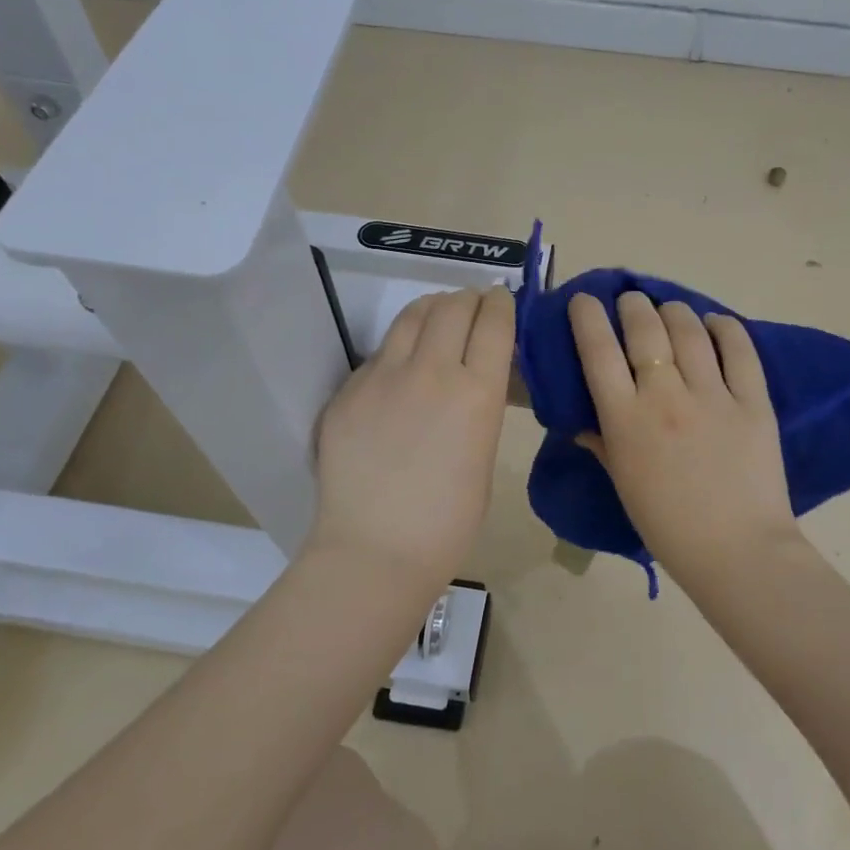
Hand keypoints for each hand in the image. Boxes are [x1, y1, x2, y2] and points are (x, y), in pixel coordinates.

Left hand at [307, 286, 514, 591]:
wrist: (376, 550)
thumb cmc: (448, 521)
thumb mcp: (484, 455)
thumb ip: (479, 407)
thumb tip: (475, 379)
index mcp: (477, 393)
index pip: (494, 322)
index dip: (500, 303)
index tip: (500, 300)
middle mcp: (432, 371)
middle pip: (453, 306)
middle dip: (469, 298)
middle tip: (473, 304)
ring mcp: (383, 376)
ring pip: (412, 316)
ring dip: (432, 308)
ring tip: (438, 315)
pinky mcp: (348, 389)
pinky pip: (379, 353)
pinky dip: (399, 347)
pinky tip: (400, 367)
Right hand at [568, 291, 800, 577]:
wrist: (737, 552)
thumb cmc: (668, 526)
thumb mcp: (623, 483)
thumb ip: (602, 443)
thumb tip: (583, 419)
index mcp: (625, 420)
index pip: (598, 351)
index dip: (587, 317)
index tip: (584, 300)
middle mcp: (665, 397)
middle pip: (644, 329)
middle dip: (632, 305)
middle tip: (631, 301)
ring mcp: (712, 396)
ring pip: (689, 330)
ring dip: (674, 310)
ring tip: (670, 309)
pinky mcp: (753, 401)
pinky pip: (739, 350)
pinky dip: (725, 328)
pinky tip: (716, 323)